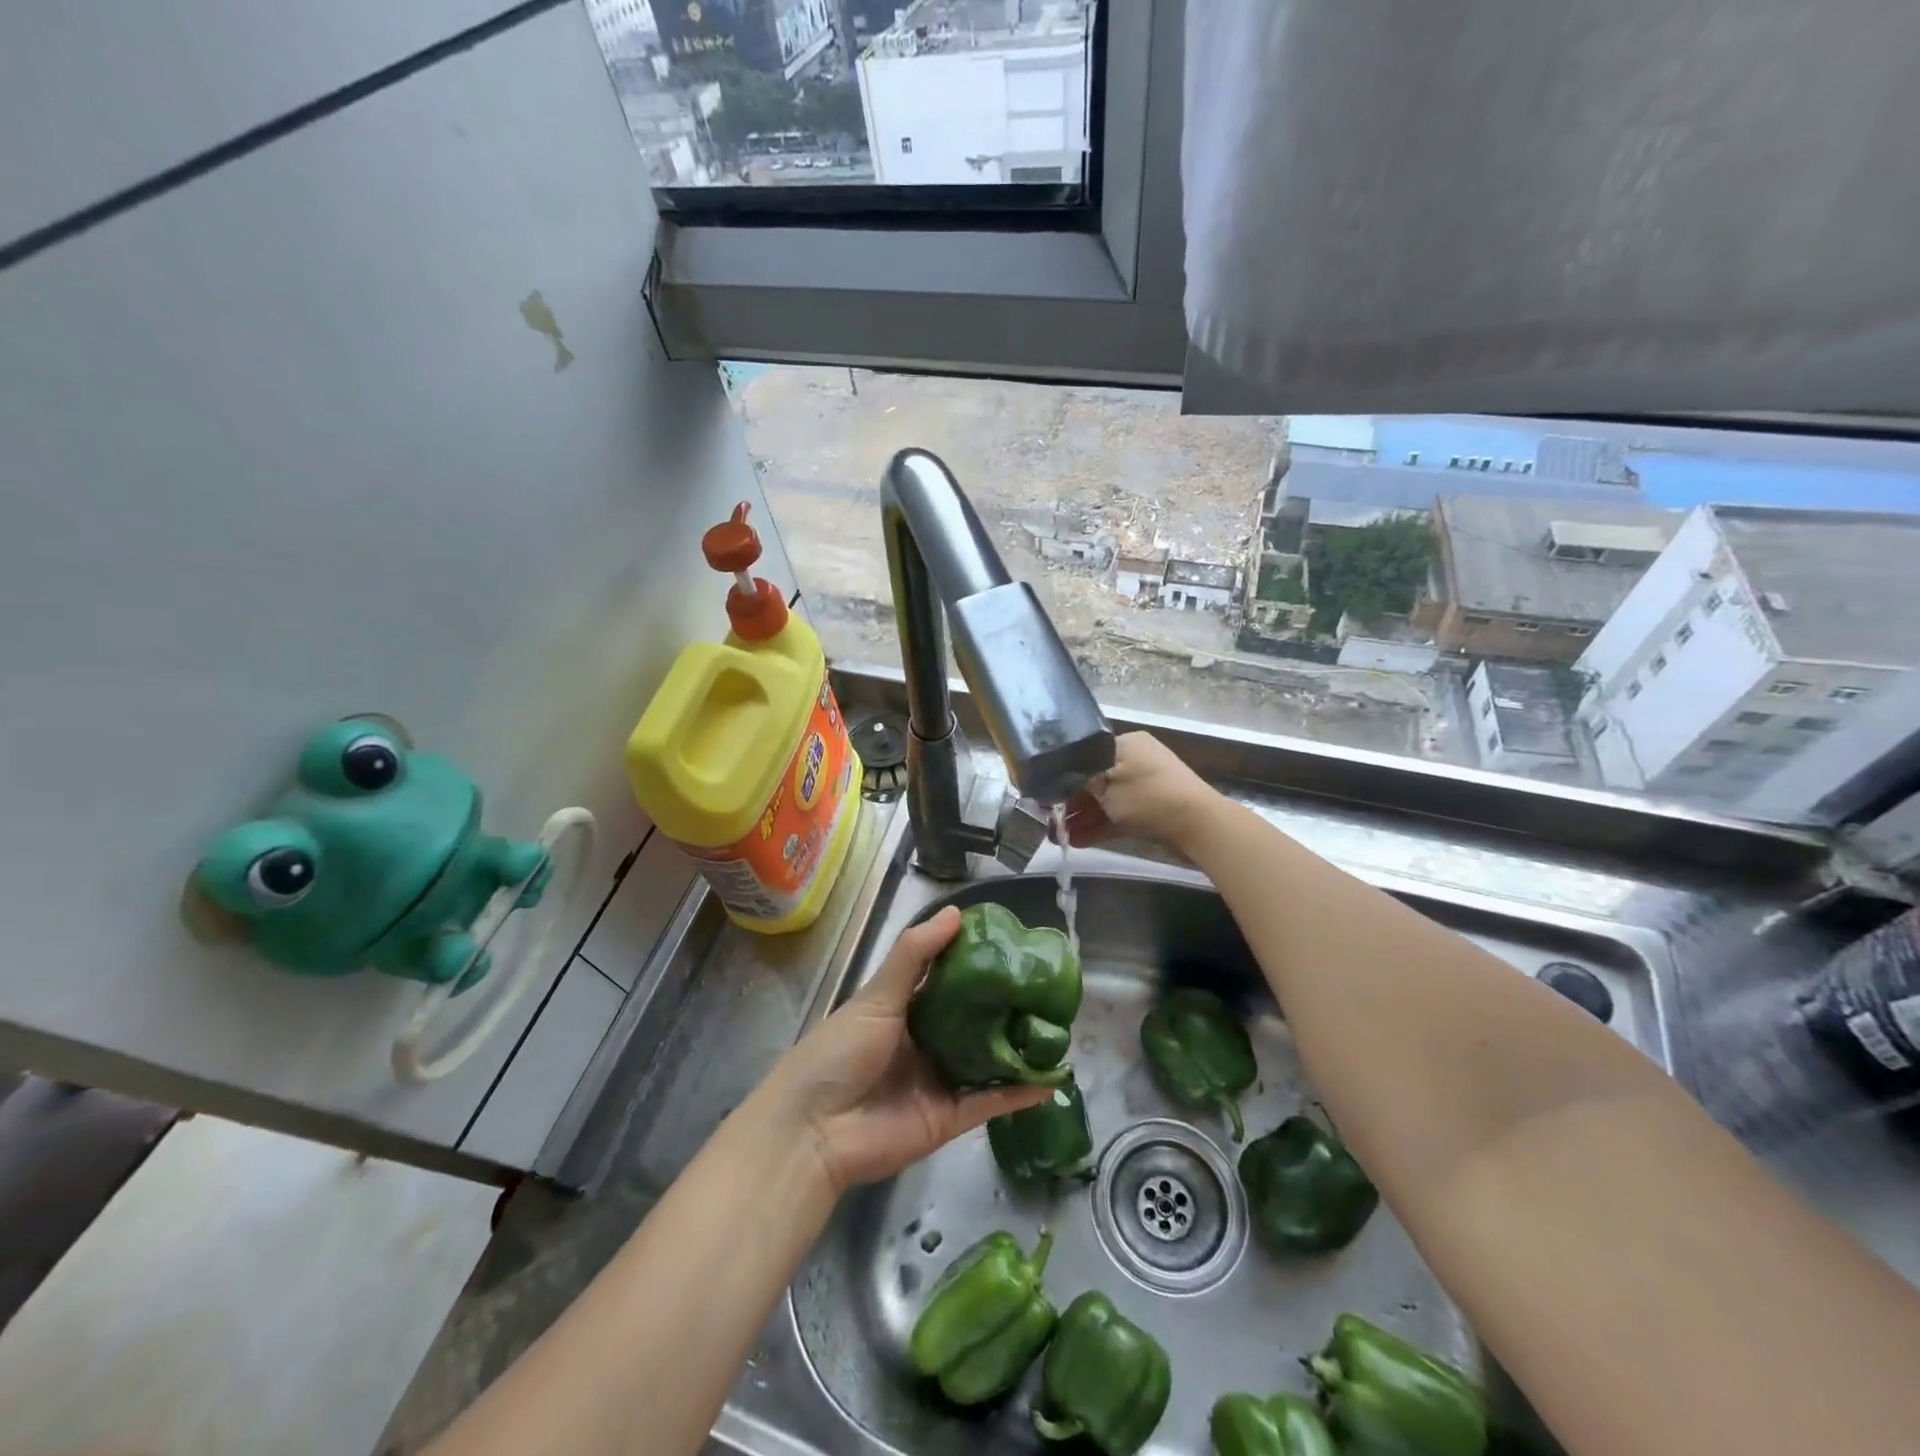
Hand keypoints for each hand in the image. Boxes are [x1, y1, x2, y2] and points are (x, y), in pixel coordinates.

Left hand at [758, 907, 1051, 1193]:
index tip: (1014, 945)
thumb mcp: (876, 995)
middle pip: (972, 1019)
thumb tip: (957, 913)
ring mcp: (938, 1080)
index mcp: (903, 1009)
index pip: (947, 980)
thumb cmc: (840, 1051)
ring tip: (1059, 1029)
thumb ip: (915, 955)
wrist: (814, 1131)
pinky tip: (1052, 1080)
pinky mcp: (948, 1117)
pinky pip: (990, 1101)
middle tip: (1046, 986)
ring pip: (987, 1059)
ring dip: (1018, 1047)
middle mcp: (925, 1041)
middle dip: (1005, 1006)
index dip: (976, 963)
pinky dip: (1019, 1093)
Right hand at [1063, 731, 1219, 854]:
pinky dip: (1100, 826)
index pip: (1086, 756)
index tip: (1045, 794)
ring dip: (1083, 818)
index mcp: (1126, 744)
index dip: (1064, 776)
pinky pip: (1118, 816)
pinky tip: (1077, 841)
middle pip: (1095, 780)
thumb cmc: (1148, 796)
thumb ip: (1080, 781)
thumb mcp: (1106, 784)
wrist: (1198, 824)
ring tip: (1057, 837)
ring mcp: (1145, 787)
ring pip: (1106, 801)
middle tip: (1049, 819)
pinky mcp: (1151, 810)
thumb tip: (1060, 780)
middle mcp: (1135, 761)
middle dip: (1071, 802)